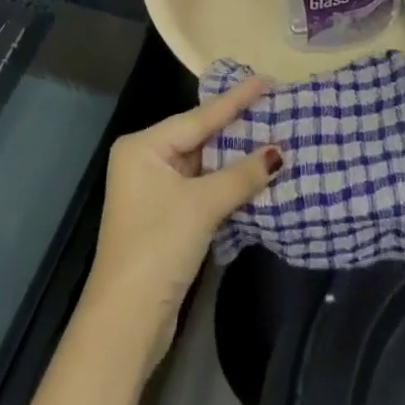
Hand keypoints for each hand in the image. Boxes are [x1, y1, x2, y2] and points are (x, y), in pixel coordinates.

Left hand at [82, 76, 283, 365]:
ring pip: (203, 165)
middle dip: (237, 127)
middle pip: (200, 137)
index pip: (198, 117)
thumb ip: (241, 175)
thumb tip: (279, 152)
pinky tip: (254, 174)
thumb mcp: (202, 205)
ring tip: (272, 134)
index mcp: (143, 146)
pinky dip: (227, 184)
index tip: (265, 79)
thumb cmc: (158, 248)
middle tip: (272, 105)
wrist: (125, 325)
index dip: (235, 100)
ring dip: (235, 158)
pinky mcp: (166, 219)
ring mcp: (154, 191)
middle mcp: (145, 161)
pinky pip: (202, 188)